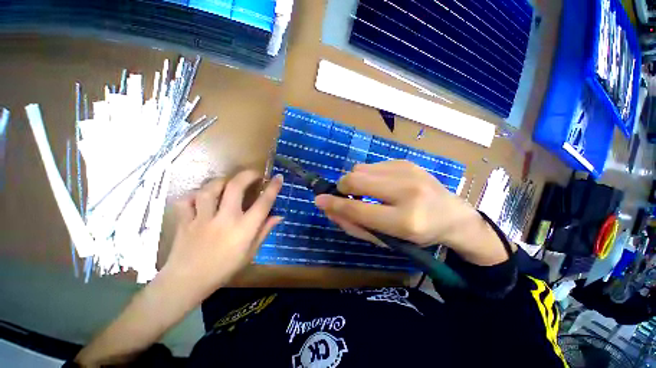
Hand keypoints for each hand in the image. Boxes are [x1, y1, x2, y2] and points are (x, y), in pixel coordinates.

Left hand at [163, 170, 282, 296]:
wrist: (187, 282)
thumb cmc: (224, 269)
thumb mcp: (250, 253)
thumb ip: (264, 231)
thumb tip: (279, 216)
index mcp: (244, 229)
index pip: (263, 203)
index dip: (273, 188)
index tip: (278, 177)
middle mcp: (224, 219)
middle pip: (235, 187)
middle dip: (247, 175)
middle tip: (254, 174)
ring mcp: (202, 219)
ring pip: (210, 189)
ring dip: (221, 182)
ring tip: (227, 183)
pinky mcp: (184, 221)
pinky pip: (186, 201)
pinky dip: (193, 196)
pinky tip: (200, 198)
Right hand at [315, 160, 508, 265]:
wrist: (452, 216)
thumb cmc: (417, 235)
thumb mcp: (387, 239)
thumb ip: (355, 225)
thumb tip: (329, 209)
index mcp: (405, 220)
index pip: (359, 208)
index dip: (335, 204)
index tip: (319, 200)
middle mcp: (408, 191)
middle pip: (357, 179)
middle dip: (342, 186)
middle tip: (345, 195)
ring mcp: (408, 172)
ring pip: (361, 168)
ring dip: (355, 181)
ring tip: (366, 192)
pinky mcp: (406, 162)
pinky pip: (372, 165)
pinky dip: (368, 176)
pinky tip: (380, 185)